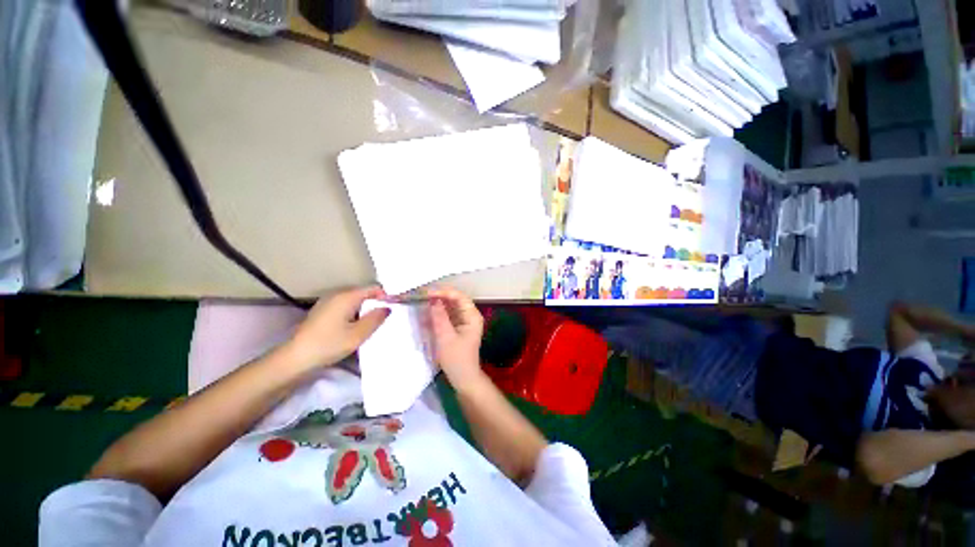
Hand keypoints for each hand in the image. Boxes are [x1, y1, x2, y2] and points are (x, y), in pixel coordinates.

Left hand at [285, 286, 389, 370]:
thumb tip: (388, 308)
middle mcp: (337, 294)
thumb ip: (376, 319)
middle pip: (364, 293)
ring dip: (365, 309)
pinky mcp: (322, 311)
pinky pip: (345, 307)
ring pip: (355, 301)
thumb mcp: (358, 334)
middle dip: (376, 304)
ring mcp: (328, 302)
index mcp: (347, 296)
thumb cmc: (329, 344)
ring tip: (372, 324)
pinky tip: (355, 327)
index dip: (386, 297)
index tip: (393, 309)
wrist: (295, 358)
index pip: (373, 288)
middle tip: (384, 319)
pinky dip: (354, 313)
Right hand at [427, 288, 486, 390]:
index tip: (427, 294)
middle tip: (421, 296)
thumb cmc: (457, 359)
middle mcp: (469, 315)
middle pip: (454, 300)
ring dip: (436, 305)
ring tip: (420, 304)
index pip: (459, 297)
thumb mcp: (446, 337)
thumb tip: (433, 300)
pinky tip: (424, 316)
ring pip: (449, 307)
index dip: (443, 292)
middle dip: (438, 297)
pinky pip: (446, 316)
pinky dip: (436, 315)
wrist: (463, 378)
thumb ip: (440, 317)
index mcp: (472, 316)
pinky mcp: (457, 328)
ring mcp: (463, 321)